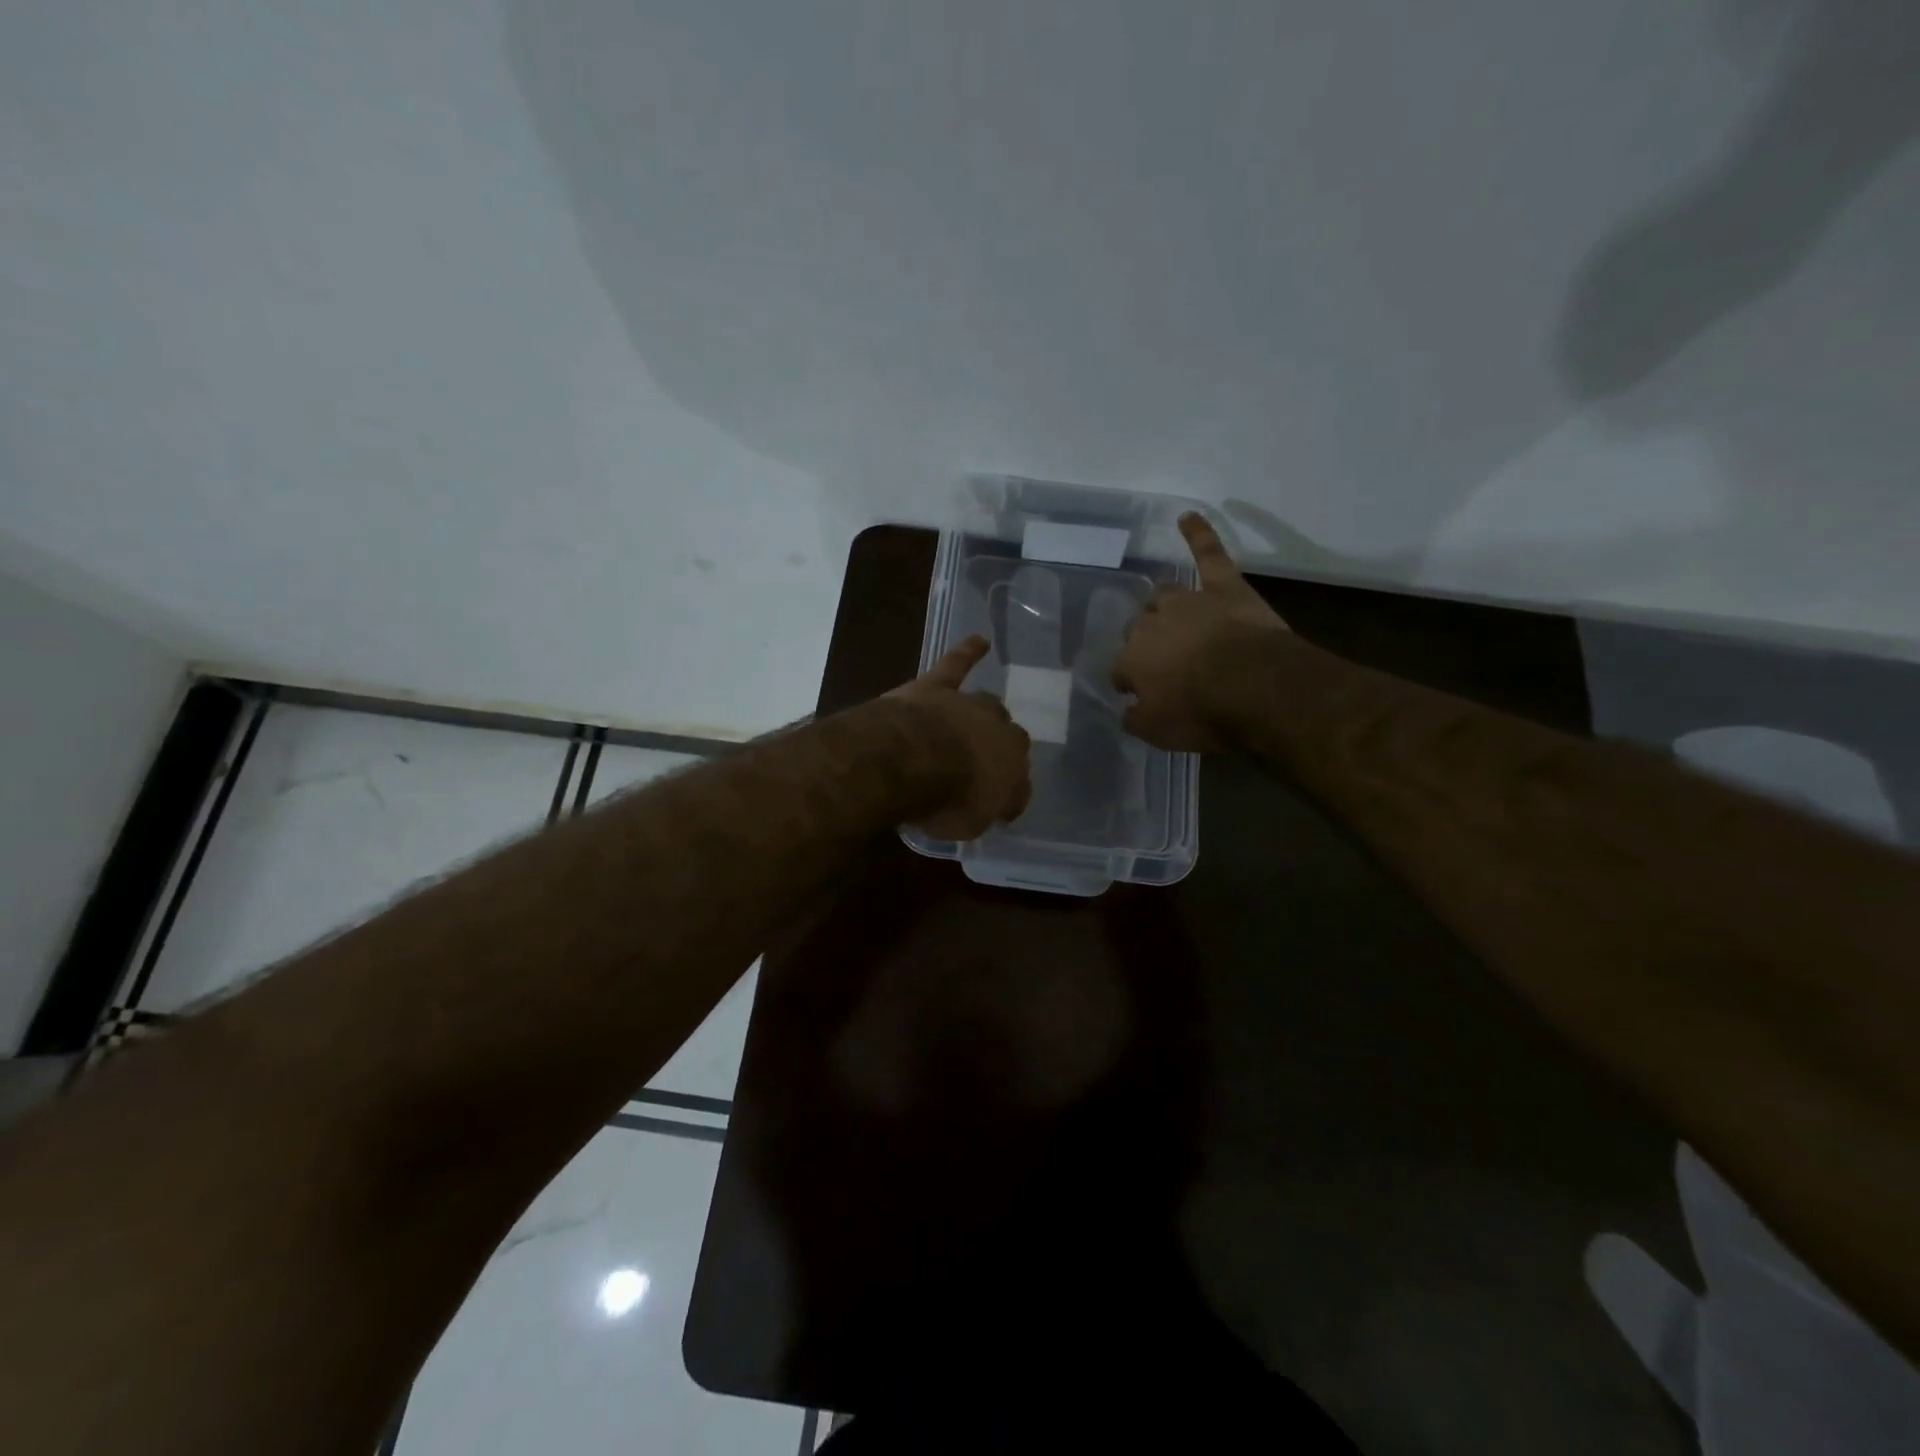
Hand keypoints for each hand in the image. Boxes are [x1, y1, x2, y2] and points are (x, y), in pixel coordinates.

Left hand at [888, 635, 1032, 838]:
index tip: (996, 806)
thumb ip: (980, 812)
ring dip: (986, 715)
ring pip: (989, 705)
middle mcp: (1000, 734)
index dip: (1007, 795)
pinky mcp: (939, 686)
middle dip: (999, 750)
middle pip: (1009, 739)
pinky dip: (968, 652)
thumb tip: (985, 806)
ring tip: (982, 720)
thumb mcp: (968, 824)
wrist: (911, 758)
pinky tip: (979, 641)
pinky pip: (957, 665)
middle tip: (982, 765)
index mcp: (1013, 771)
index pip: (1018, 785)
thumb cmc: (945, 799)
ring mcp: (970, 706)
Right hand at [1114, 513, 1289, 750]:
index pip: (1121, 670)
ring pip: (1164, 596)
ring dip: (1163, 607)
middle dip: (1146, 645)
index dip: (1130, 683)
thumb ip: (1135, 719)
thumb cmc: (1201, 713)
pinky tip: (1187, 517)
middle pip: (1139, 630)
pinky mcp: (1224, 587)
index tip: (1140, 695)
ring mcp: (1188, 602)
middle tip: (1164, 664)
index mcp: (1131, 659)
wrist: (1255, 688)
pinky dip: (1198, 535)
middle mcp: (1151, 625)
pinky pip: (1208, 554)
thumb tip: (1127, 710)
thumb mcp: (1157, 732)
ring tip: (1170, 617)